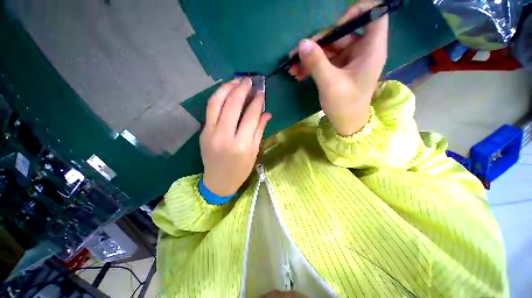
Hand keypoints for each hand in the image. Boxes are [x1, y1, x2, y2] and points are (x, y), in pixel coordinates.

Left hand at [200, 78, 270, 196]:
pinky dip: (218, 97)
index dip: (256, 101)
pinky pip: (210, 109)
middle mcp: (225, 136)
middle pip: (232, 105)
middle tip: (249, 80)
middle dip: (241, 89)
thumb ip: (259, 130)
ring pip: (216, 103)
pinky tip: (226, 91)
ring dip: (226, 88)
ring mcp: (210, 132)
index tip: (261, 92)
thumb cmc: (240, 170)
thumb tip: (266, 113)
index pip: (250, 116)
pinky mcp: (203, 131)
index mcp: (242, 144)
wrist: (218, 181)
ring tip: (236, 80)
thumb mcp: (254, 152)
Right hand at [289, 3, 387, 135]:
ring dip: (309, 57)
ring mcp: (349, 59)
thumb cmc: (344, 105)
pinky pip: (325, 60)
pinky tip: (297, 74)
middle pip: (341, 33)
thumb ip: (316, 62)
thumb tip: (302, 43)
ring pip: (329, 48)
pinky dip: (311, 65)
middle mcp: (362, 50)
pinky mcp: (339, 68)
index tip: (336, 26)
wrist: (346, 123)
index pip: (374, 15)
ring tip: (292, 68)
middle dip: (317, 43)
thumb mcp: (330, 84)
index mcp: (370, 50)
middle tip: (296, 55)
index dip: (356, 13)